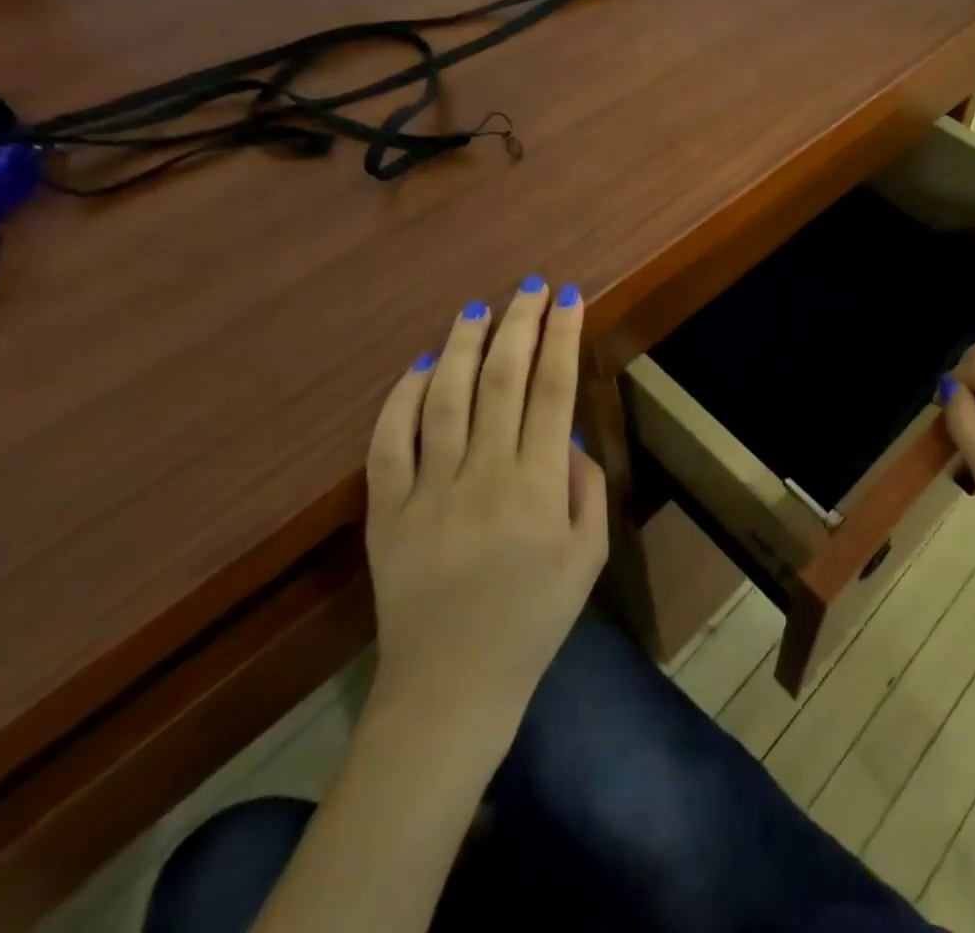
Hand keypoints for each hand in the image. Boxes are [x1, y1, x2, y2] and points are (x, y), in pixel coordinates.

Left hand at [363, 278, 607, 739]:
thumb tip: (568, 437)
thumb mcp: (589, 557)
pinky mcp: (386, 512)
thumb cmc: (534, 620)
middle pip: (503, 380)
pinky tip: (421, 365)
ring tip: (479, 309)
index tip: (570, 298)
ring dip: (465, 347)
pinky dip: (402, 398)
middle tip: (530, 286)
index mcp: (538, 487)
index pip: (554, 391)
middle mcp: (484, 476)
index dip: (563, 338)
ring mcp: (428, 492)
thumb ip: (587, 490)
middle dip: (520, 324)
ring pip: (446, 400)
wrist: (451, 688)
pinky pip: (388, 443)